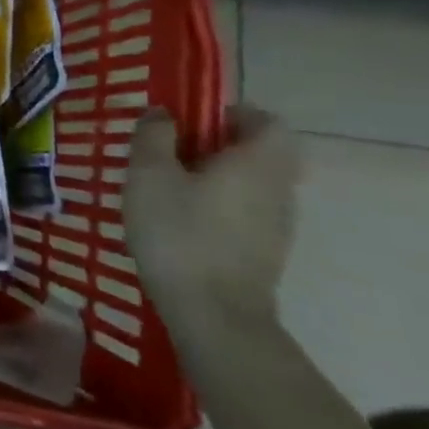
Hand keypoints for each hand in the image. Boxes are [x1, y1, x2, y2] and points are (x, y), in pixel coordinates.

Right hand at [124, 105, 299, 346]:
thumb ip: (154, 137)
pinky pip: (244, 213)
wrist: (213, 315)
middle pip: (260, 152)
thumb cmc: (179, 233)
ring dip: (216, 177)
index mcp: (258, 162)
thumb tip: (162, 113)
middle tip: (171, 152)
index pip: (267, 121)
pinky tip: (180, 222)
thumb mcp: (149, 175)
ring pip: (251, 184)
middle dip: (218, 146)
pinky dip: (218, 207)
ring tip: (168, 188)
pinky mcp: (265, 253)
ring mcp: (277, 225)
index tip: (192, 120)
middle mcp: (279, 188)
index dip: (232, 113)